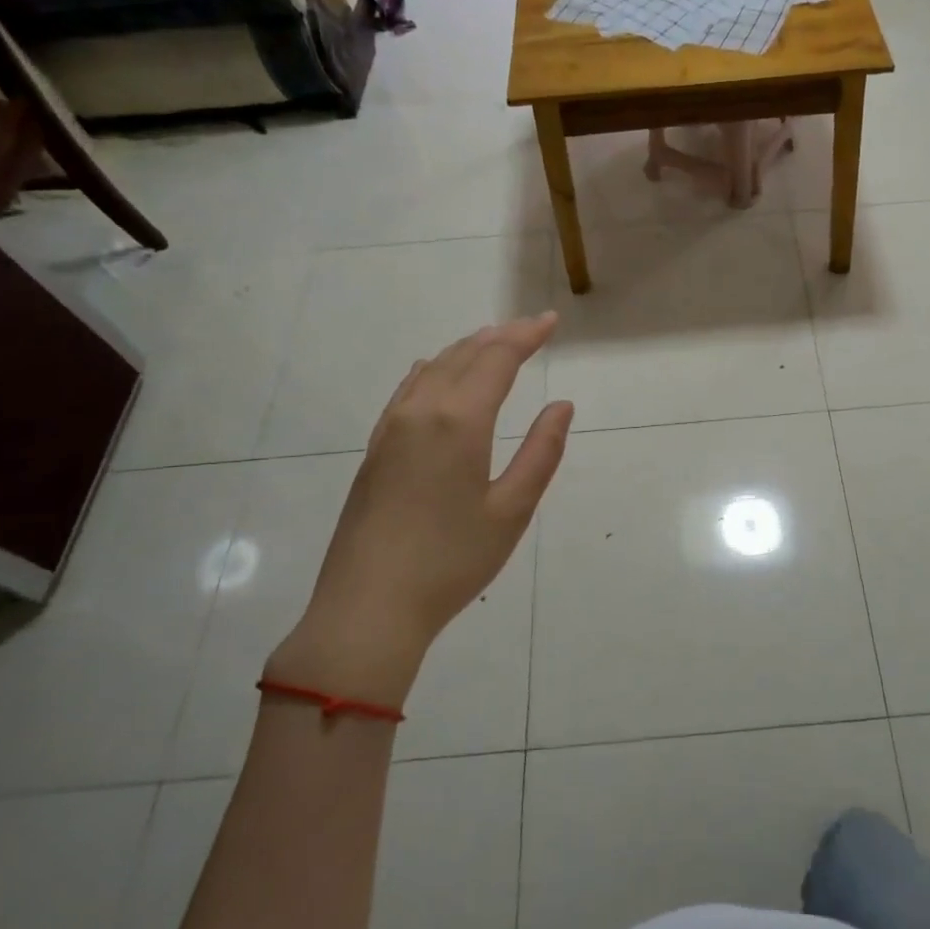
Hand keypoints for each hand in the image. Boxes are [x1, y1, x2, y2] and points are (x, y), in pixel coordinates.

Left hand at [267, 314, 573, 704]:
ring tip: (494, 342)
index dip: (526, 336)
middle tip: (532, 328)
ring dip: (467, 349)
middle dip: (501, 337)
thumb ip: (541, 452)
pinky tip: (438, 372)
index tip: (552, 321)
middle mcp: (421, 411)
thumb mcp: (512, 510)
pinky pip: (408, 389)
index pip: (497, 359)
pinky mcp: (375, 449)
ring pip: (433, 368)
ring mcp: (391, 428)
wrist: (368, 607)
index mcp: (459, 421)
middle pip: (464, 355)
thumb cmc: (451, 561)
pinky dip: (434, 369)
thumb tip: (561, 406)